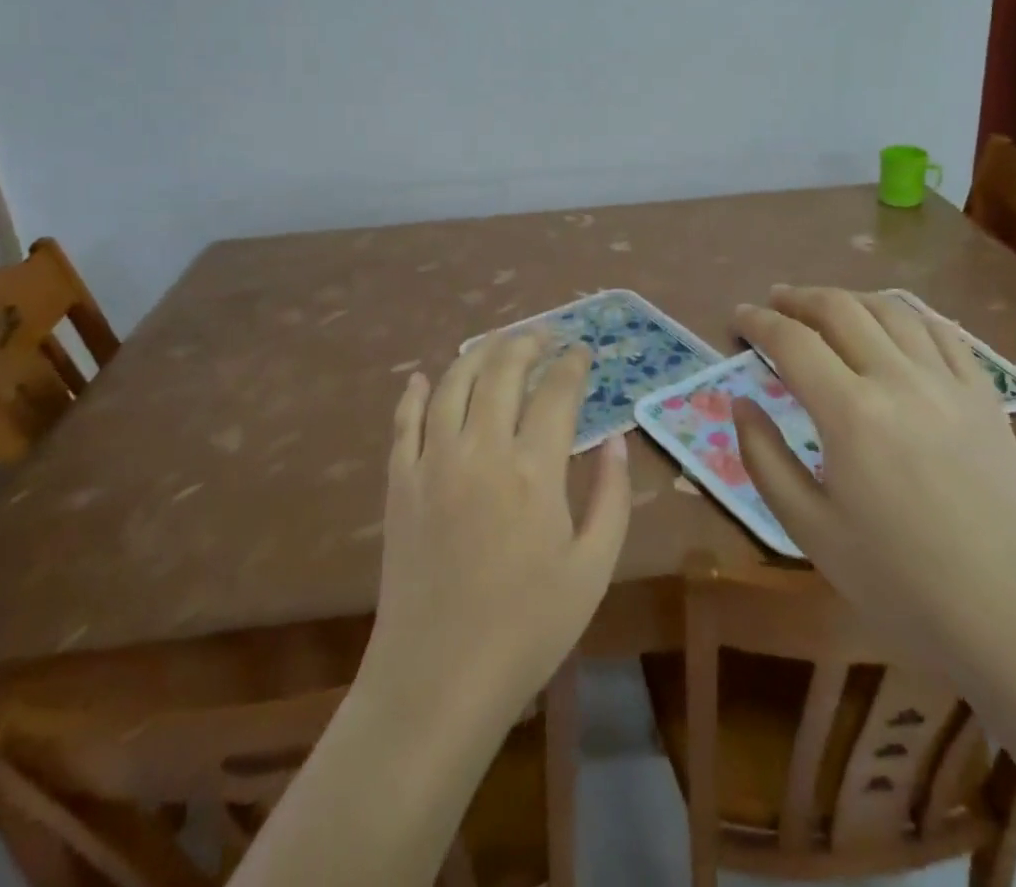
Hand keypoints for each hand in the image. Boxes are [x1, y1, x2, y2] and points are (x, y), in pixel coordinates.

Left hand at [361, 332, 630, 726]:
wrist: (438, 679)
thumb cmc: (527, 628)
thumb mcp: (593, 568)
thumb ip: (611, 496)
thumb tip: (616, 439)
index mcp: (534, 469)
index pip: (557, 392)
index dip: (572, 365)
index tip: (583, 352)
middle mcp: (481, 449)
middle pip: (501, 371)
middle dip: (526, 344)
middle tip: (542, 336)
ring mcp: (433, 462)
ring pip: (451, 384)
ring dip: (475, 354)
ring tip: (495, 344)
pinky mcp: (399, 484)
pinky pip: (403, 423)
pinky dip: (412, 394)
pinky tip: (420, 377)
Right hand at [733, 286, 1015, 656]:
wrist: (1011, 620)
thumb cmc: (898, 583)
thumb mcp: (809, 529)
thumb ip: (763, 457)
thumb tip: (740, 401)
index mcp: (851, 414)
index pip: (792, 341)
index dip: (758, 322)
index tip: (737, 317)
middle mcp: (899, 381)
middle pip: (840, 310)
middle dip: (798, 298)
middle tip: (774, 303)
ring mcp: (950, 383)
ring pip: (892, 311)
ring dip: (849, 299)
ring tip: (826, 307)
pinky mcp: (986, 397)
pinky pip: (943, 332)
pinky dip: (907, 315)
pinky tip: (893, 324)